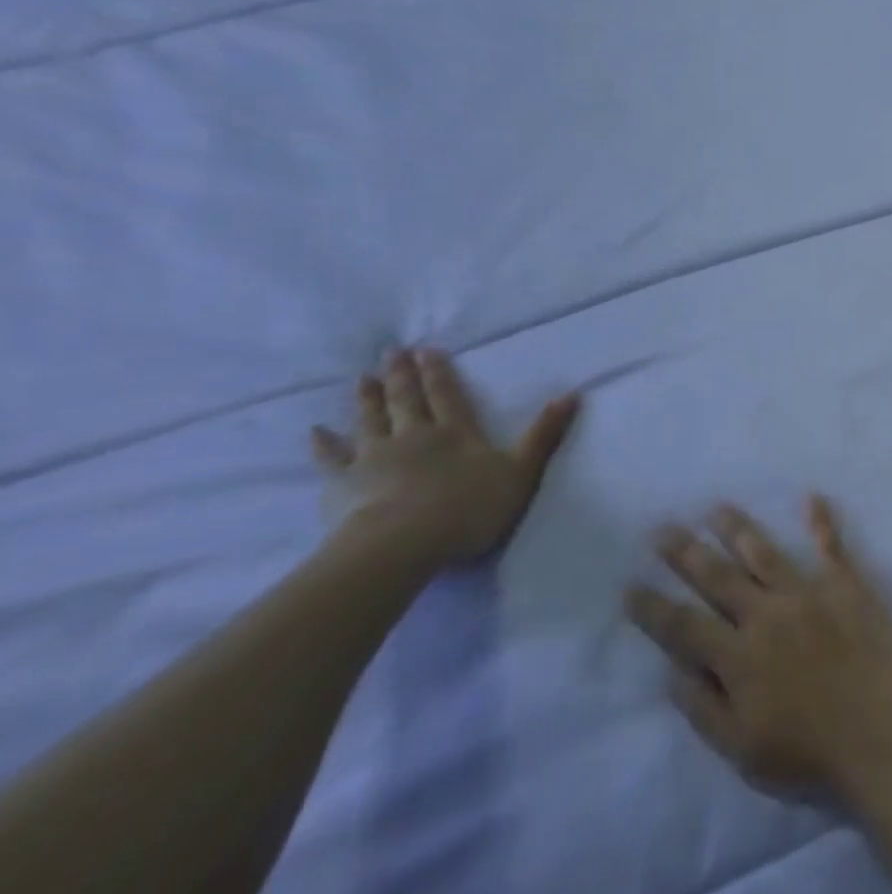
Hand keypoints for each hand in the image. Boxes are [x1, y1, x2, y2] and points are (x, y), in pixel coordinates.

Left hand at [312, 349, 580, 568]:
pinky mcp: (344, 483)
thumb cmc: (468, 508)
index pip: (446, 394)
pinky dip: (323, 444)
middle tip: (392, 352)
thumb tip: (572, 394)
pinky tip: (316, 432)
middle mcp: (413, 436)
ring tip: (361, 378)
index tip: (427, 350)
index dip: (438, 372)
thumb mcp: (521, 471)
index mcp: (455, 433)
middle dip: (401, 375)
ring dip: (366, 398)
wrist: (402, 543)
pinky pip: (331, 458)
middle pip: (405, 400)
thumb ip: (544, 434)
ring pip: (369, 420)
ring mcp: (374, 457)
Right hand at [626, 496, 891, 796]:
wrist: (881, 738)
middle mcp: (767, 615)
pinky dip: (821, 520)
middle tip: (662, 528)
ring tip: (717, 509)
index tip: (630, 586)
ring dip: (738, 529)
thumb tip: (671, 671)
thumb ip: (703, 708)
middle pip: (718, 577)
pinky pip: (831, 546)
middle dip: (686, 552)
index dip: (653, 607)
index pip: (683, 626)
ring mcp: (809, 594)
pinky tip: (812, 497)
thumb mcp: (741, 750)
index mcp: (738, 657)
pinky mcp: (847, 586)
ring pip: (764, 553)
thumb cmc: (809, 755)